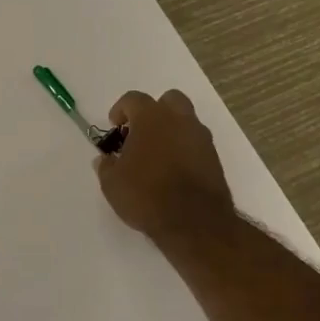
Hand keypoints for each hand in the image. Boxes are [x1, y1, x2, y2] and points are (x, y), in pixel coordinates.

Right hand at [95, 90, 235, 248]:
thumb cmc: (146, 195)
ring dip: (171, 130)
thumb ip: (106, 166)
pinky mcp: (214, 158)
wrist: (194, 221)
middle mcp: (179, 120)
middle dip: (154, 111)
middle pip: (168, 99)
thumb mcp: (112, 183)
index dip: (120, 110)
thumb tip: (105, 159)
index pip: (133, 99)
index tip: (114, 127)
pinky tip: (173, 170)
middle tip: (140, 133)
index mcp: (151, 118)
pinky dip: (184, 149)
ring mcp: (200, 138)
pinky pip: (196, 143)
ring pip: (186, 120)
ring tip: (157, 155)